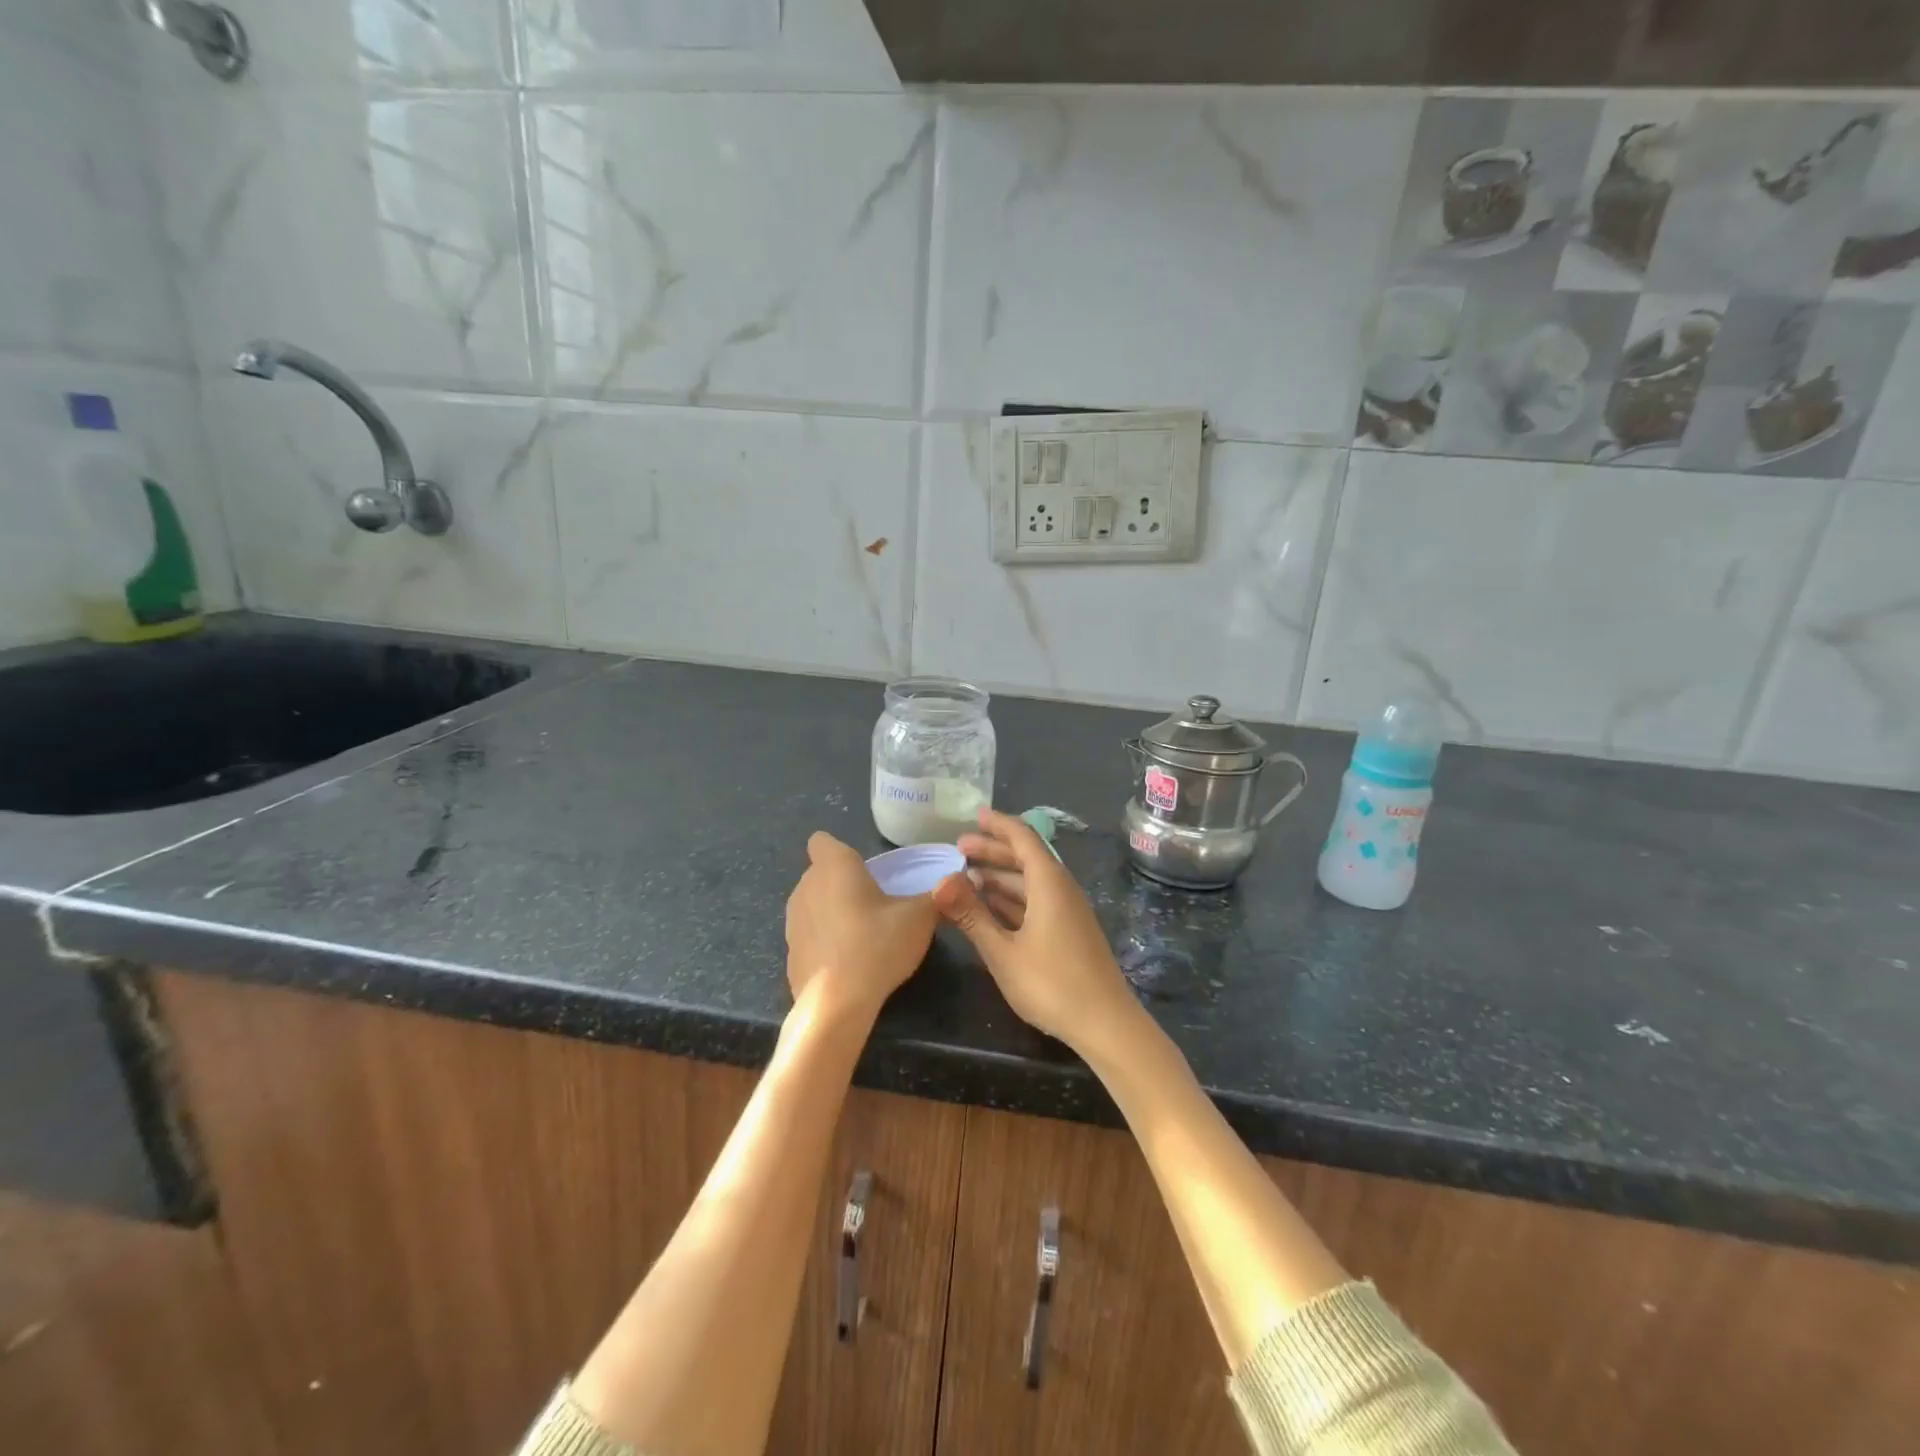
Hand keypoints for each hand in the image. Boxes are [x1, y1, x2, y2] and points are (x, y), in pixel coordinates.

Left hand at [785, 831, 937, 1018]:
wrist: (836, 1004)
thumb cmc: (877, 944)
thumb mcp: (920, 917)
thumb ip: (936, 896)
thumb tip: (952, 883)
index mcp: (834, 866)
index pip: (822, 841)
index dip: (840, 850)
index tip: (864, 869)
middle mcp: (806, 886)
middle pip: (821, 873)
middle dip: (843, 882)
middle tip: (875, 903)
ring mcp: (793, 921)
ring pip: (813, 904)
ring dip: (832, 911)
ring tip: (863, 934)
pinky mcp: (790, 953)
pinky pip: (810, 936)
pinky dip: (825, 943)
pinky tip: (847, 963)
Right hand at [932, 809, 1135, 1052]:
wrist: (1106, 1024)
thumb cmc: (1052, 984)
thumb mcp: (1003, 952)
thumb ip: (970, 915)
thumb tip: (939, 881)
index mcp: (1049, 884)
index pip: (1023, 838)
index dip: (998, 825)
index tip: (975, 816)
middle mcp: (1061, 889)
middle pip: (1026, 858)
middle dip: (993, 850)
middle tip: (959, 848)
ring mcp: (1068, 912)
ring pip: (1031, 882)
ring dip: (1000, 877)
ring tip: (968, 879)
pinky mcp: (1069, 932)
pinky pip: (1037, 901)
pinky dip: (1012, 898)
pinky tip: (991, 909)